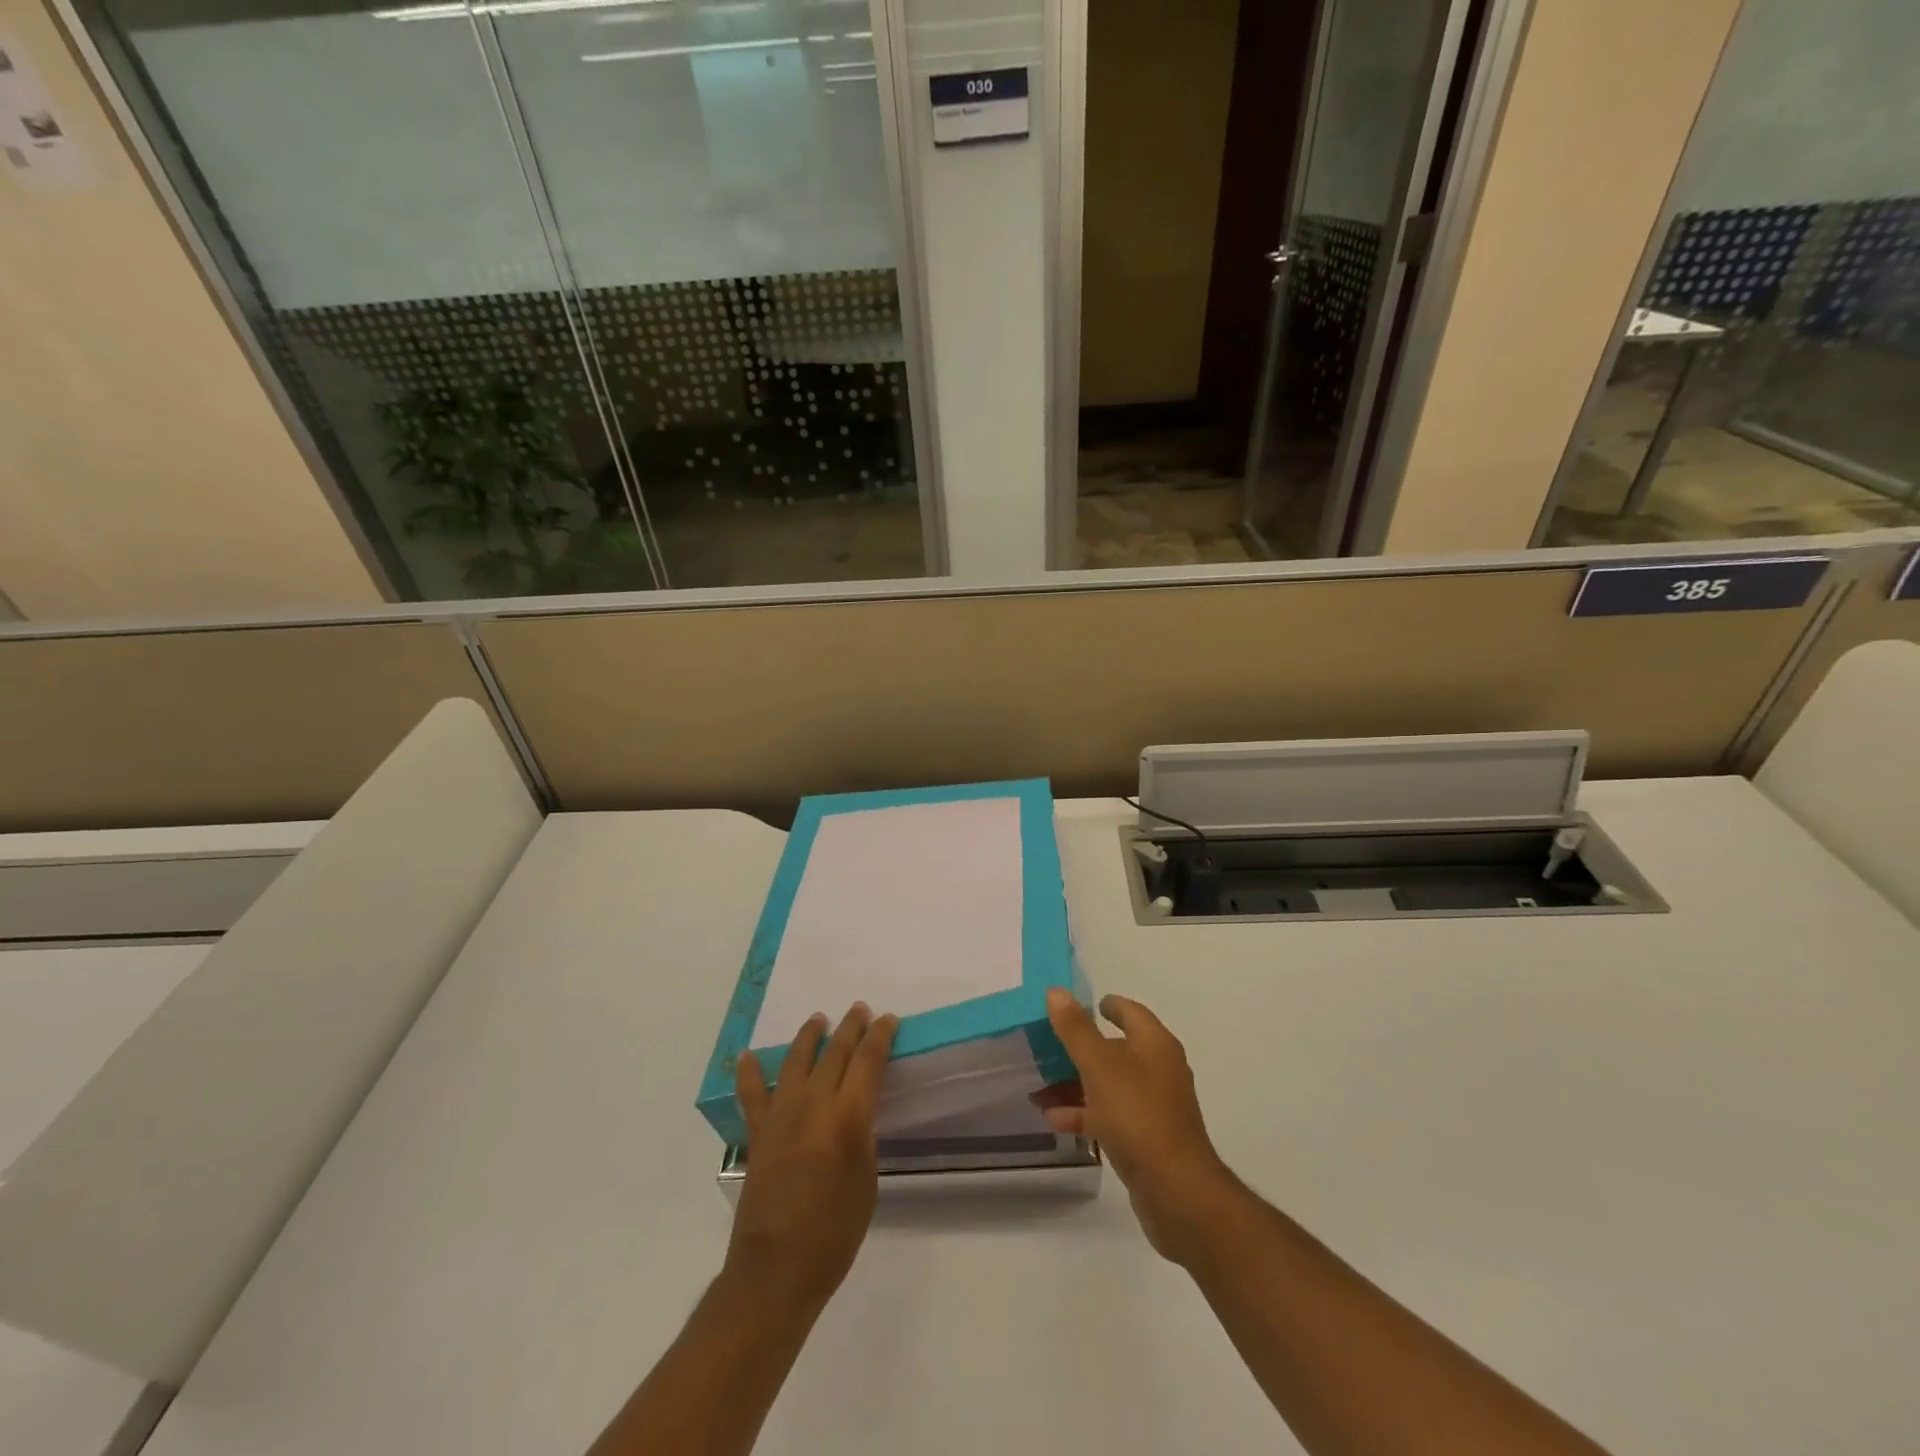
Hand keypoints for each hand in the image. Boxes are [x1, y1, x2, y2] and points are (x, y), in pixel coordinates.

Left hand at [726, 1004, 897, 1318]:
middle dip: (850, 1027)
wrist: (776, 1270)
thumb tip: (854, 1113)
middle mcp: (813, 1104)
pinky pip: (751, 1093)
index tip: (889, 1020)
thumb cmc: (834, 1232)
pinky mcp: (757, 1132)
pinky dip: (749, 1072)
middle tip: (860, 1011)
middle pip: (834, 1052)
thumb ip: (862, 1137)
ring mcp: (780, 1115)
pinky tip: (747, 1056)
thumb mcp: (867, 1181)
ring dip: (809, 1036)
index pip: (868, 1061)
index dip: (880, 1037)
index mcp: (847, 1117)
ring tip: (818, 1020)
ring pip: (795, 1060)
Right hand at [1039, 988, 1239, 1263]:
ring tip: (1039, 1088)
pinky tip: (1054, 1120)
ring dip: (1075, 1084)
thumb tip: (1057, 991)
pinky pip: (1110, 1115)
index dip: (1106, 1005)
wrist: (1176, 1191)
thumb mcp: (1099, 1066)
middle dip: (1079, 1049)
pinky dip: (1084, 1114)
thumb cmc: (1137, 1115)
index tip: (1078, 1005)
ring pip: (1109, 1085)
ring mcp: (1154, 1106)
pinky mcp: (1147, 1139)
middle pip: (1115, 1049)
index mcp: (1155, 1044)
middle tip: (1046, 1047)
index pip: (1130, 1012)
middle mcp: (1159, 1069)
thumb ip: (1076, 1029)